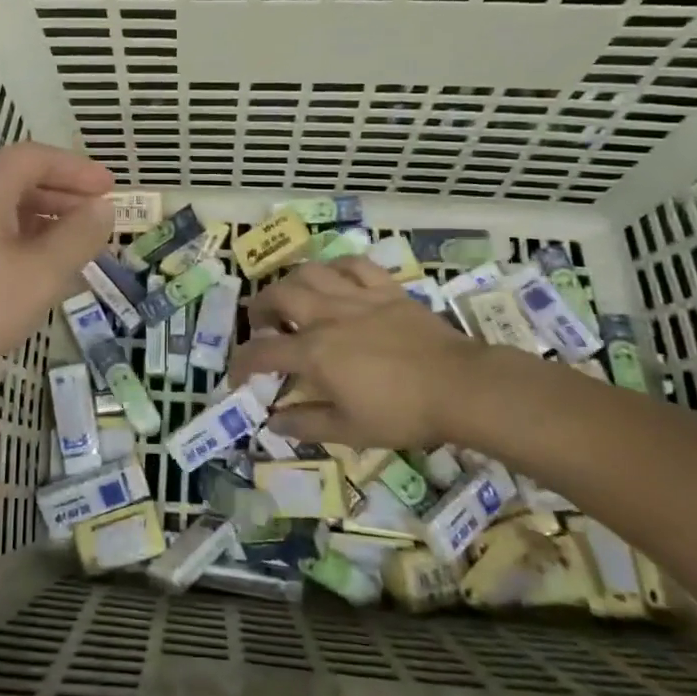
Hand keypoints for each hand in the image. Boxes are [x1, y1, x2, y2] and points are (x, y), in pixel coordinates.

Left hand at [0, 142, 113, 400]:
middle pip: (16, 180)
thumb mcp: (42, 272)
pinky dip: (18, 243)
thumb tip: (102, 210)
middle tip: (97, 219)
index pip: (35, 157)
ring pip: (0, 211)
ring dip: (42, 222)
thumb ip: (79, 236)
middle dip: (62, 195)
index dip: (76, 168)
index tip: (110, 189)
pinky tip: (33, 275)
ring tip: (73, 249)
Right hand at [231, 257, 521, 450]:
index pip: (262, 352)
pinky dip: (336, 267)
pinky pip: (353, 264)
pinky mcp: (386, 288)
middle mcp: (326, 316)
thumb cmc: (403, 413)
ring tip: (291, 296)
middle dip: (259, 308)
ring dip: (291, 282)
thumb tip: (274, 421)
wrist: (459, 386)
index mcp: (314, 353)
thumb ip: (307, 423)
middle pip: (278, 296)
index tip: (237, 376)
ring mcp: (357, 297)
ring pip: (310, 272)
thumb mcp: (351, 430)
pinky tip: (334, 278)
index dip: (241, 363)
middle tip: (261, 325)